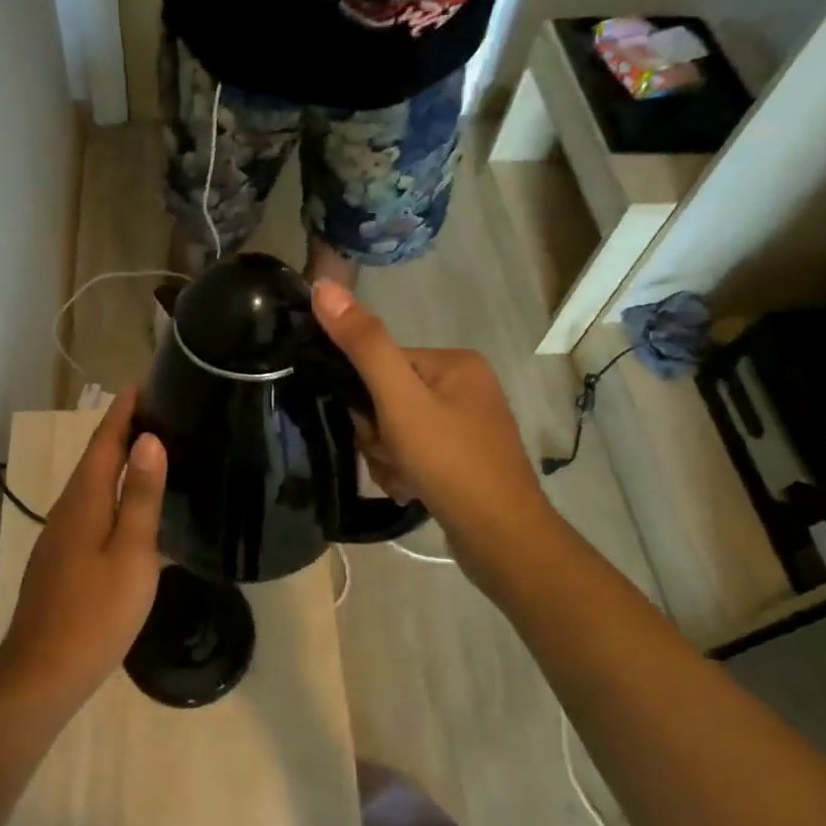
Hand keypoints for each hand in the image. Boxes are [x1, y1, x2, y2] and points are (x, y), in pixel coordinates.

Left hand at [0, 388, 165, 709]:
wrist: (42, 675)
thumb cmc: (95, 613)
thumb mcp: (130, 553)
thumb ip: (139, 496)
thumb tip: (148, 440)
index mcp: (84, 500)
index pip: (104, 440)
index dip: (123, 411)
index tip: (144, 383)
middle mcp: (68, 509)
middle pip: (96, 458)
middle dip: (123, 430)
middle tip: (160, 412)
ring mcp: (62, 536)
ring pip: (93, 485)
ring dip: (119, 462)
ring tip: (153, 451)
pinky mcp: (64, 559)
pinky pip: (93, 510)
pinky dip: (114, 494)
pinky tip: (134, 510)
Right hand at [311, 282, 551, 593]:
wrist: (502, 540)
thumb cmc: (450, 462)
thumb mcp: (399, 400)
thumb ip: (363, 344)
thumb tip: (323, 286)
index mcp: (454, 362)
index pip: (382, 362)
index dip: (365, 397)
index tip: (373, 428)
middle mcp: (464, 386)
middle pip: (386, 398)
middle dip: (378, 433)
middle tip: (393, 457)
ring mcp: (466, 424)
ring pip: (395, 429)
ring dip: (387, 457)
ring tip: (405, 479)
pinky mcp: (463, 458)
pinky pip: (413, 453)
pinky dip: (405, 472)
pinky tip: (414, 490)